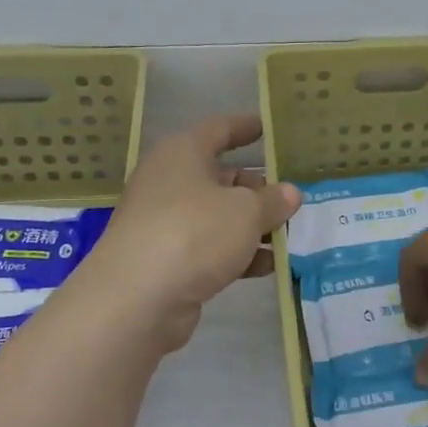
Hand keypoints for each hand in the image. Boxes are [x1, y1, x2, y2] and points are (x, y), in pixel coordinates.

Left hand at [82, 114, 300, 352]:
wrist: (137, 299)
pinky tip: (267, 266)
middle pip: (220, 177)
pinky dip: (236, 253)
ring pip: (217, 216)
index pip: (218, 129)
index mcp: (183, 154)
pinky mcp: (166, 260)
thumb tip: (289, 193)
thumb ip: (272, 201)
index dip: (245, 127)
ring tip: (287, 234)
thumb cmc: (194, 233)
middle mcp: (169, 182)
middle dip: (256, 188)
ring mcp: (165, 223)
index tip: (268, 128)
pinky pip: (209, 248)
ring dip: (251, 225)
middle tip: (290, 197)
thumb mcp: (246, 212)